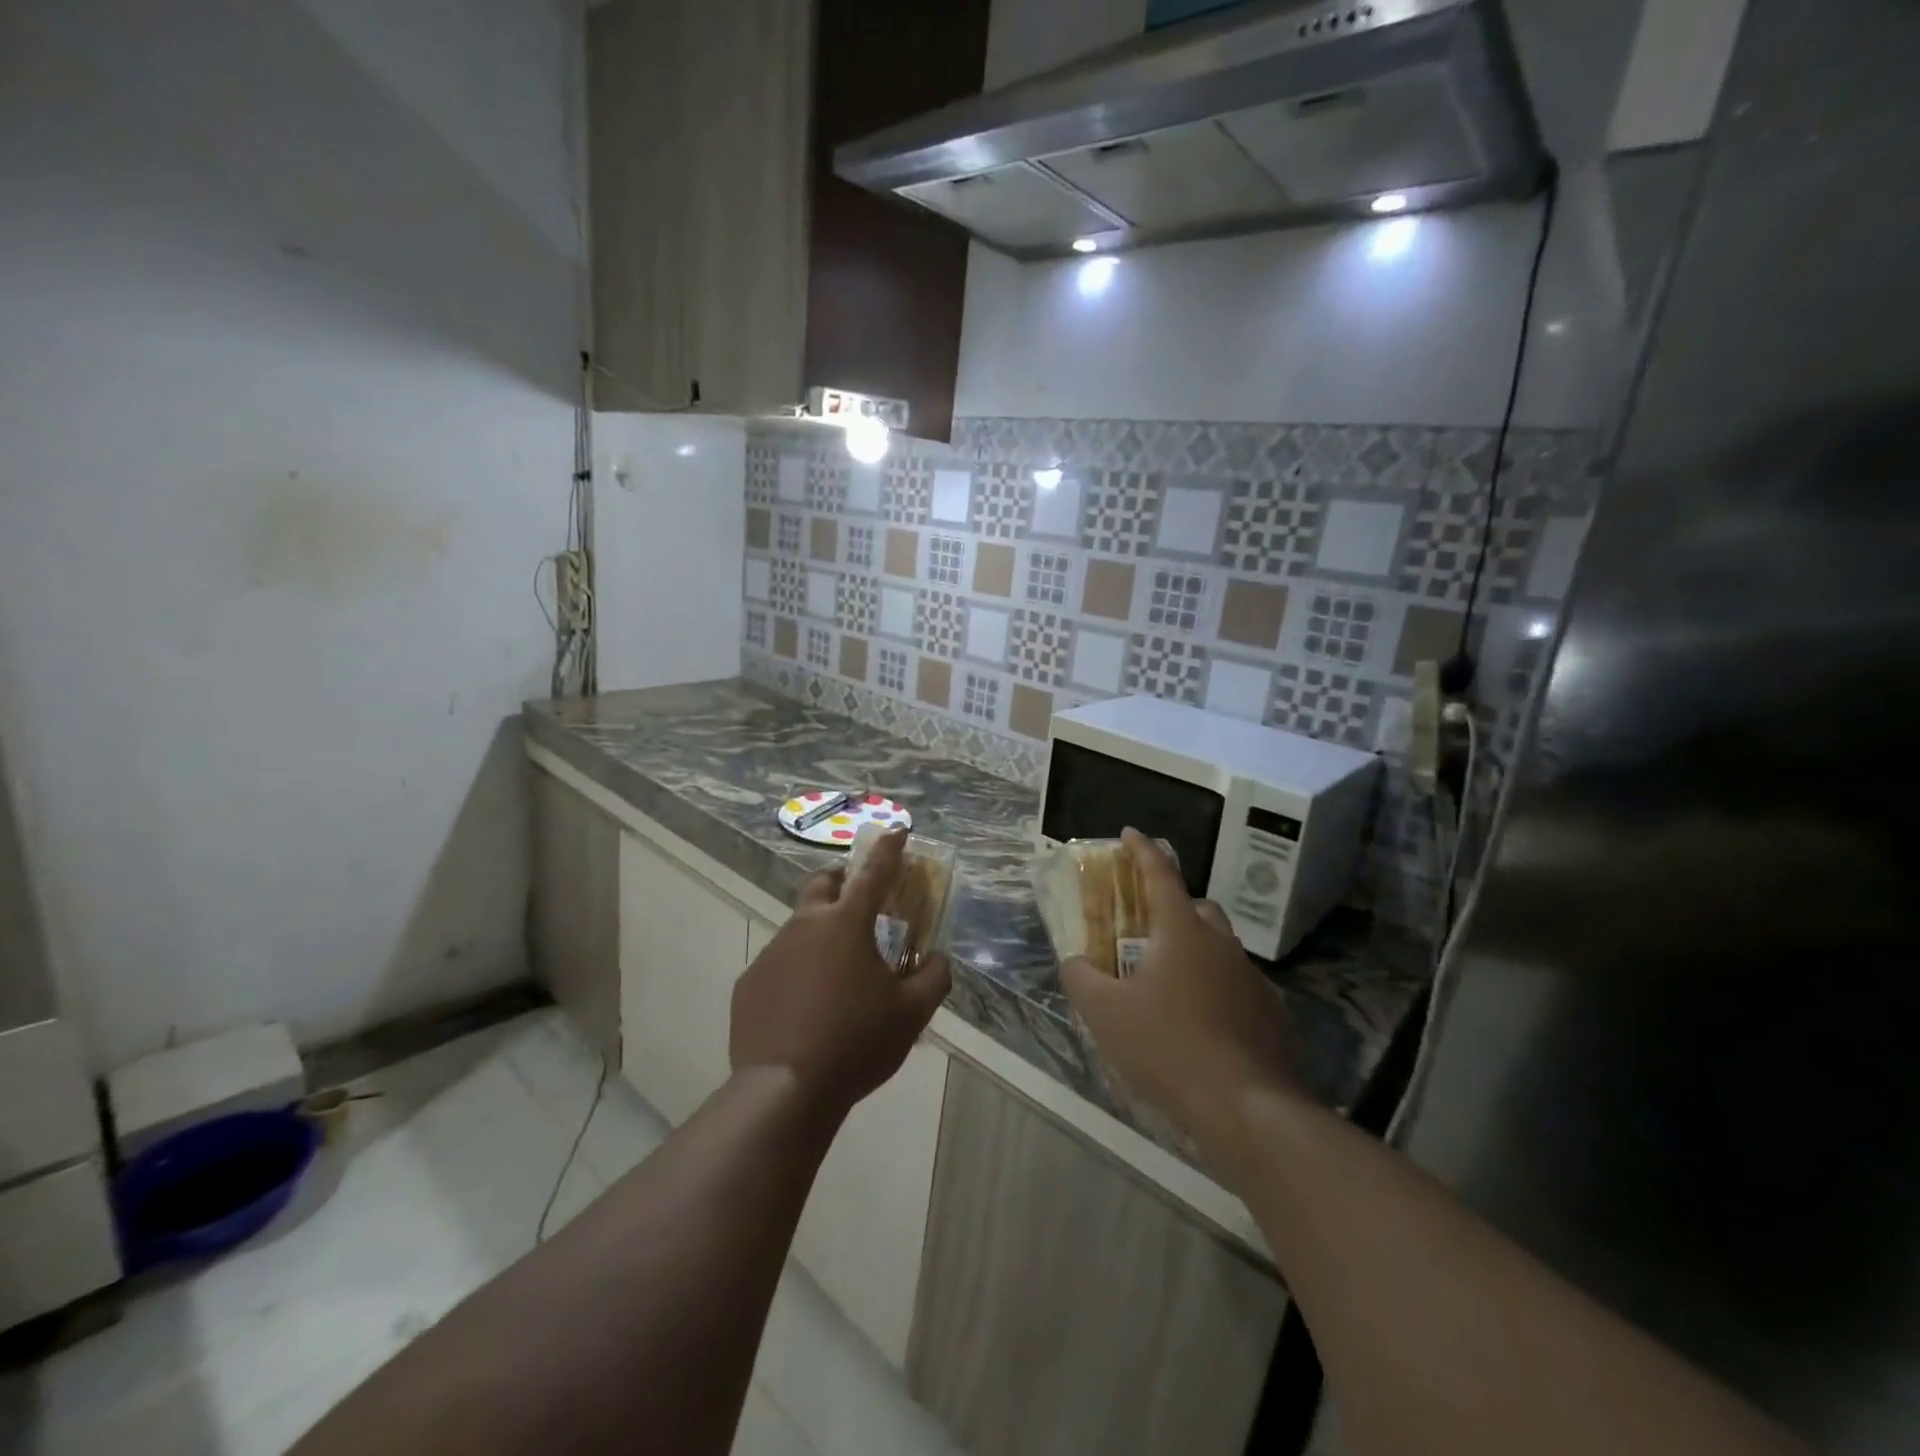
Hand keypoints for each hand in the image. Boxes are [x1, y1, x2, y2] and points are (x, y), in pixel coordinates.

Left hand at [731, 828, 951, 1121]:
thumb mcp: (912, 1013)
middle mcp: (805, 926)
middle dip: (840, 880)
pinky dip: (796, 972)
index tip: (897, 830)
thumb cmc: (856, 1042)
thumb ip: (934, 978)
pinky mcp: (749, 983)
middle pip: (822, 884)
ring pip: (798, 928)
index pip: (874, 872)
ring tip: (835, 975)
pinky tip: (805, 1008)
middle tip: (857, 897)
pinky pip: (778, 966)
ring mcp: (772, 953)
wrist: (785, 1089)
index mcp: (847, 924)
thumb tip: (938, 960)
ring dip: (819, 935)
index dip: (889, 849)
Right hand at [1060, 829, 1301, 1155]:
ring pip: (1218, 947)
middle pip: (1196, 908)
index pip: (1160, 874)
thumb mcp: (1105, 1013)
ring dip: (1194, 951)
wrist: (1247, 1107)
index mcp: (1181, 931)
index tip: (1131, 831)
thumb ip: (1081, 979)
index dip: (1142, 850)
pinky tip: (1199, 1022)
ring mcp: (1250, 977)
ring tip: (1169, 983)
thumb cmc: (1168, 1047)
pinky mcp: (1270, 1012)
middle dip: (1171, 907)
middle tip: (1145, 930)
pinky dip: (1214, 988)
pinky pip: (1235, 984)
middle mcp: (1221, 943)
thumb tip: (1075, 962)